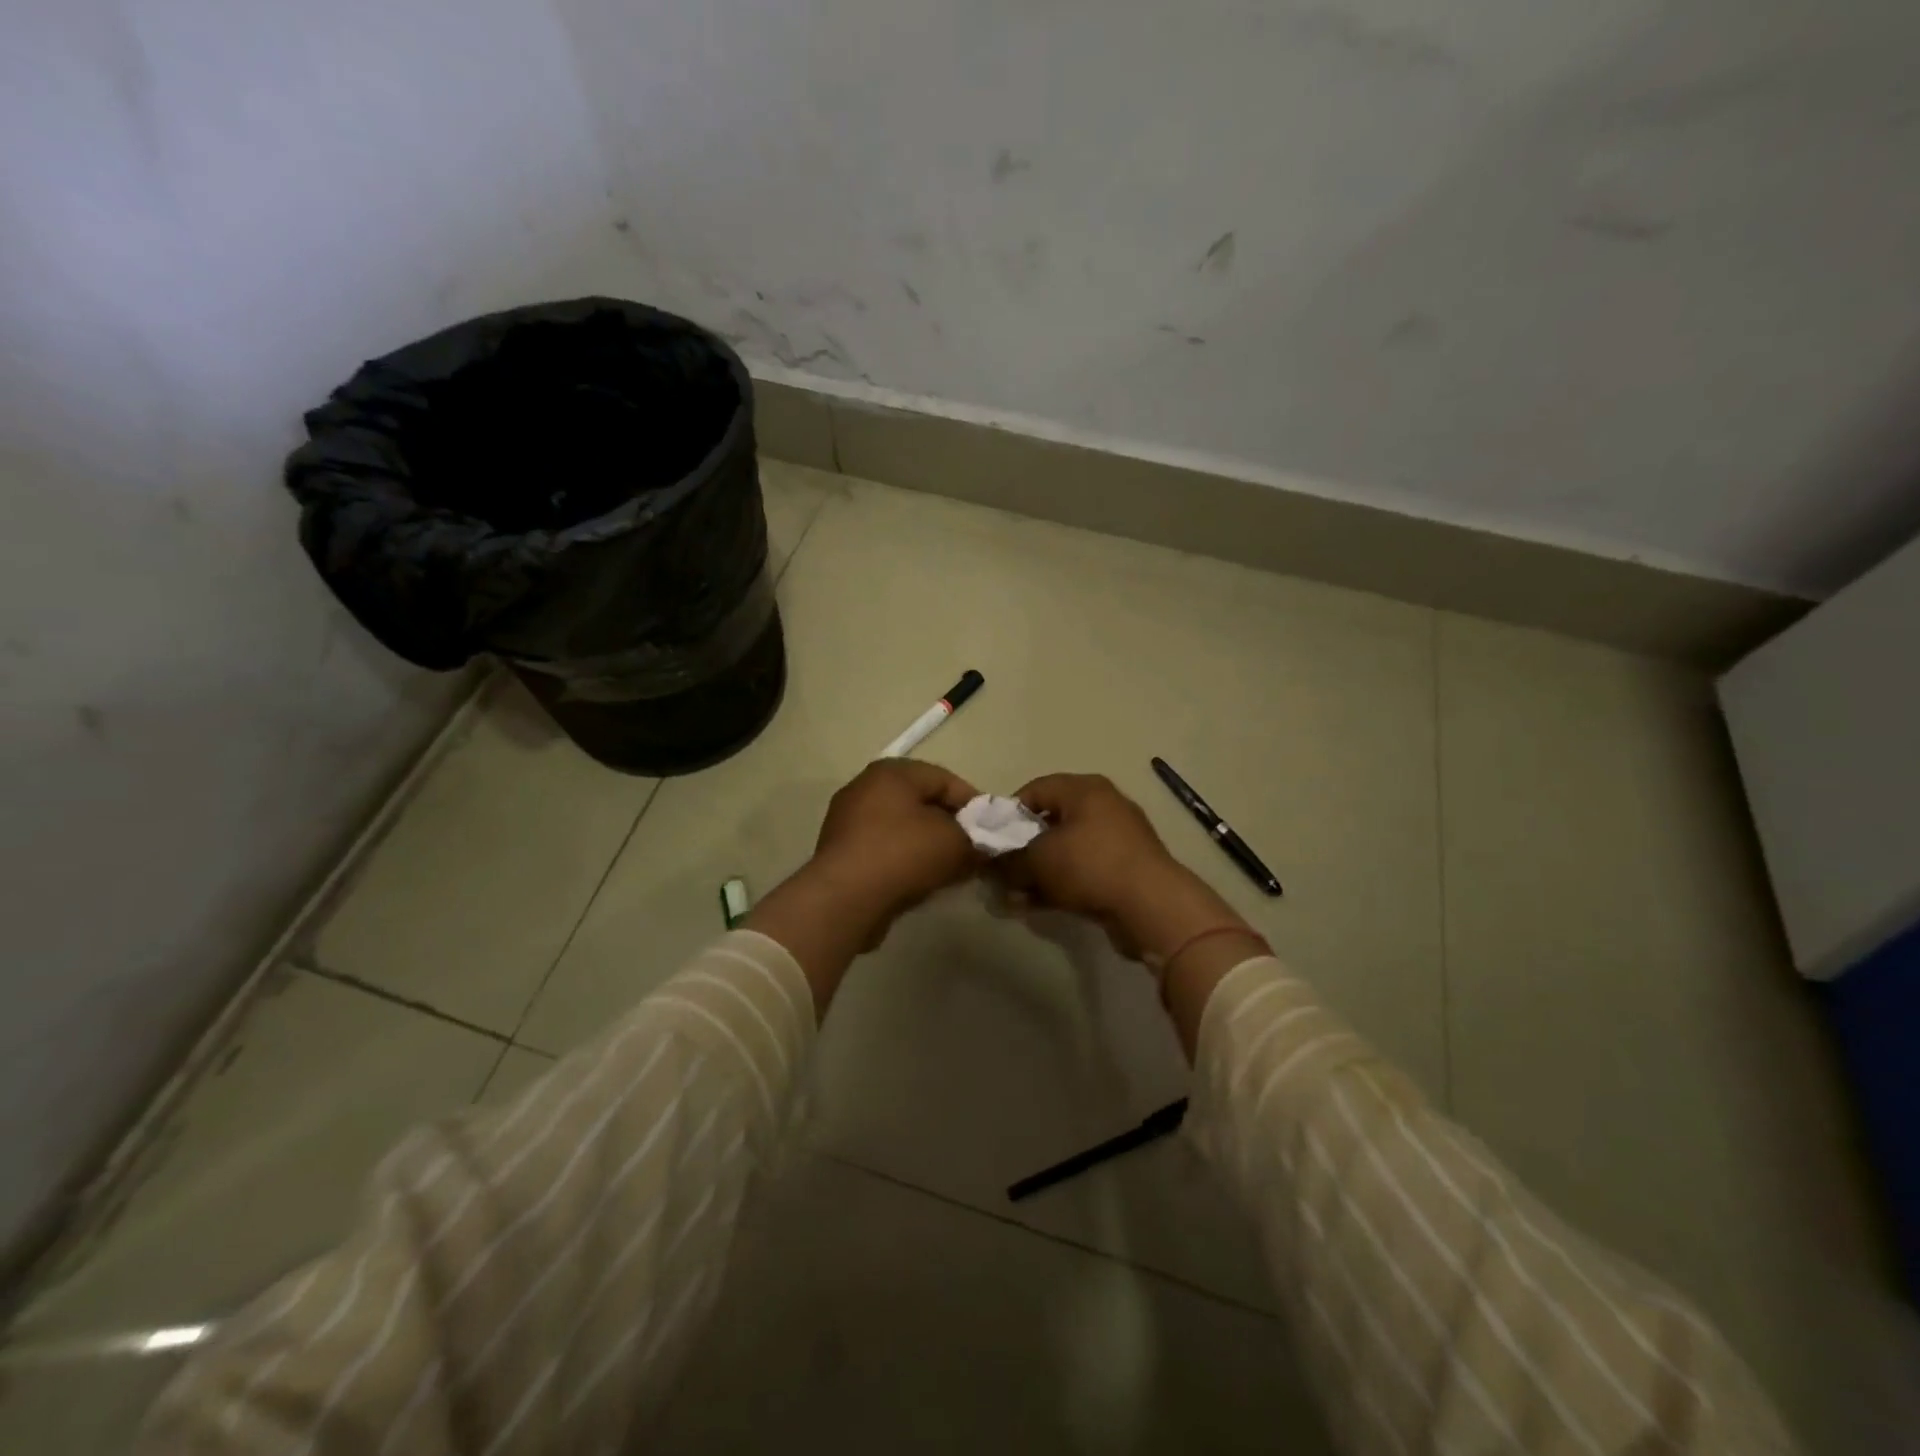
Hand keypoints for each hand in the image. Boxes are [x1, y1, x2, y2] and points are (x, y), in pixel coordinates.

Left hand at [811, 758, 981, 920]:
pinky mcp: (841, 853)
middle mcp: (865, 787)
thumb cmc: (904, 854)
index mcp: (892, 772)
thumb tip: (983, 846)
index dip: (974, 805)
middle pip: (923, 804)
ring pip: (904, 829)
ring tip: (951, 873)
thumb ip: (977, 838)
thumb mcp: (956, 842)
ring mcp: (848, 821)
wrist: (845, 899)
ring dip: (930, 848)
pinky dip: (905, 862)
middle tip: (973, 853)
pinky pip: (885, 850)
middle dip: (952, 828)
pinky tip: (922, 884)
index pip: (945, 780)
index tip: (992, 832)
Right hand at [998, 772, 1259, 977]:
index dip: (1008, 813)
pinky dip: (1061, 884)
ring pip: (1065, 850)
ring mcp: (1118, 838)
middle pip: (1050, 821)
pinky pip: (1083, 870)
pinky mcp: (1125, 869)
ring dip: (1038, 872)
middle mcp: (1103, 805)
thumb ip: (1009, 860)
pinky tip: (1038, 906)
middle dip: (1022, 850)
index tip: (992, 841)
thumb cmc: (1090, 865)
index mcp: (1084, 789)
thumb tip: (991, 866)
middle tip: (1002, 873)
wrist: (1151, 905)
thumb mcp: (1038, 860)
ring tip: (1015, 897)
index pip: (1035, 789)